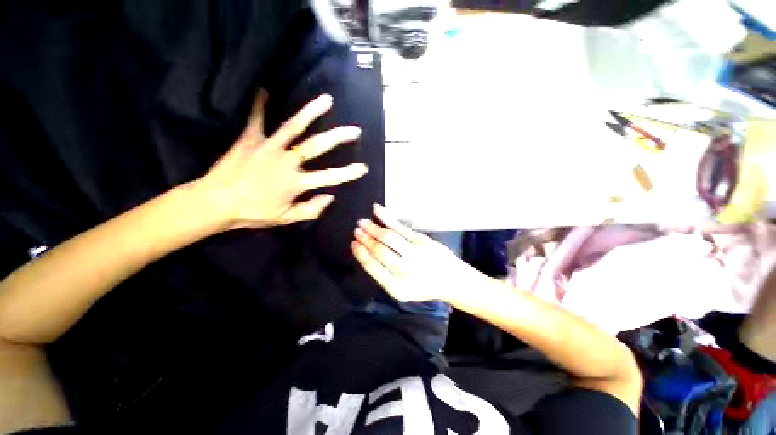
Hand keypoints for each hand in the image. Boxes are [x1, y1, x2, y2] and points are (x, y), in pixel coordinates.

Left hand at [197, 91, 367, 229]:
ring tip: (326, 100)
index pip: (330, 177)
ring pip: (294, 127)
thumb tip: (331, 197)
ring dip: (311, 112)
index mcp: (297, 182)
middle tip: (355, 130)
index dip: (348, 173)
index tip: (363, 167)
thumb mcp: (286, 219)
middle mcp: (287, 161)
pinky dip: (259, 104)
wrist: (216, 203)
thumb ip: (311, 209)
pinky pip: (256, 119)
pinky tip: (264, 88)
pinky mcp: (250, 139)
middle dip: (338, 138)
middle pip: (317, 147)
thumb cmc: (254, 213)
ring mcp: (269, 148)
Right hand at [352, 204, 483, 302]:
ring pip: (389, 237)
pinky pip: (401, 228)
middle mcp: (406, 270)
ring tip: (362, 222)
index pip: (372, 267)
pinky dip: (387, 218)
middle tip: (356, 230)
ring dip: (374, 228)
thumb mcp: (402, 289)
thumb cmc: (424, 285)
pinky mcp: (423, 241)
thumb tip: (367, 253)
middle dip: (366, 239)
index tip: (352, 244)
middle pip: (380, 251)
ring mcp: (416, 254)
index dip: (361, 254)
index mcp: (397, 287)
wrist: (452, 280)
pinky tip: (378, 210)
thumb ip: (384, 275)